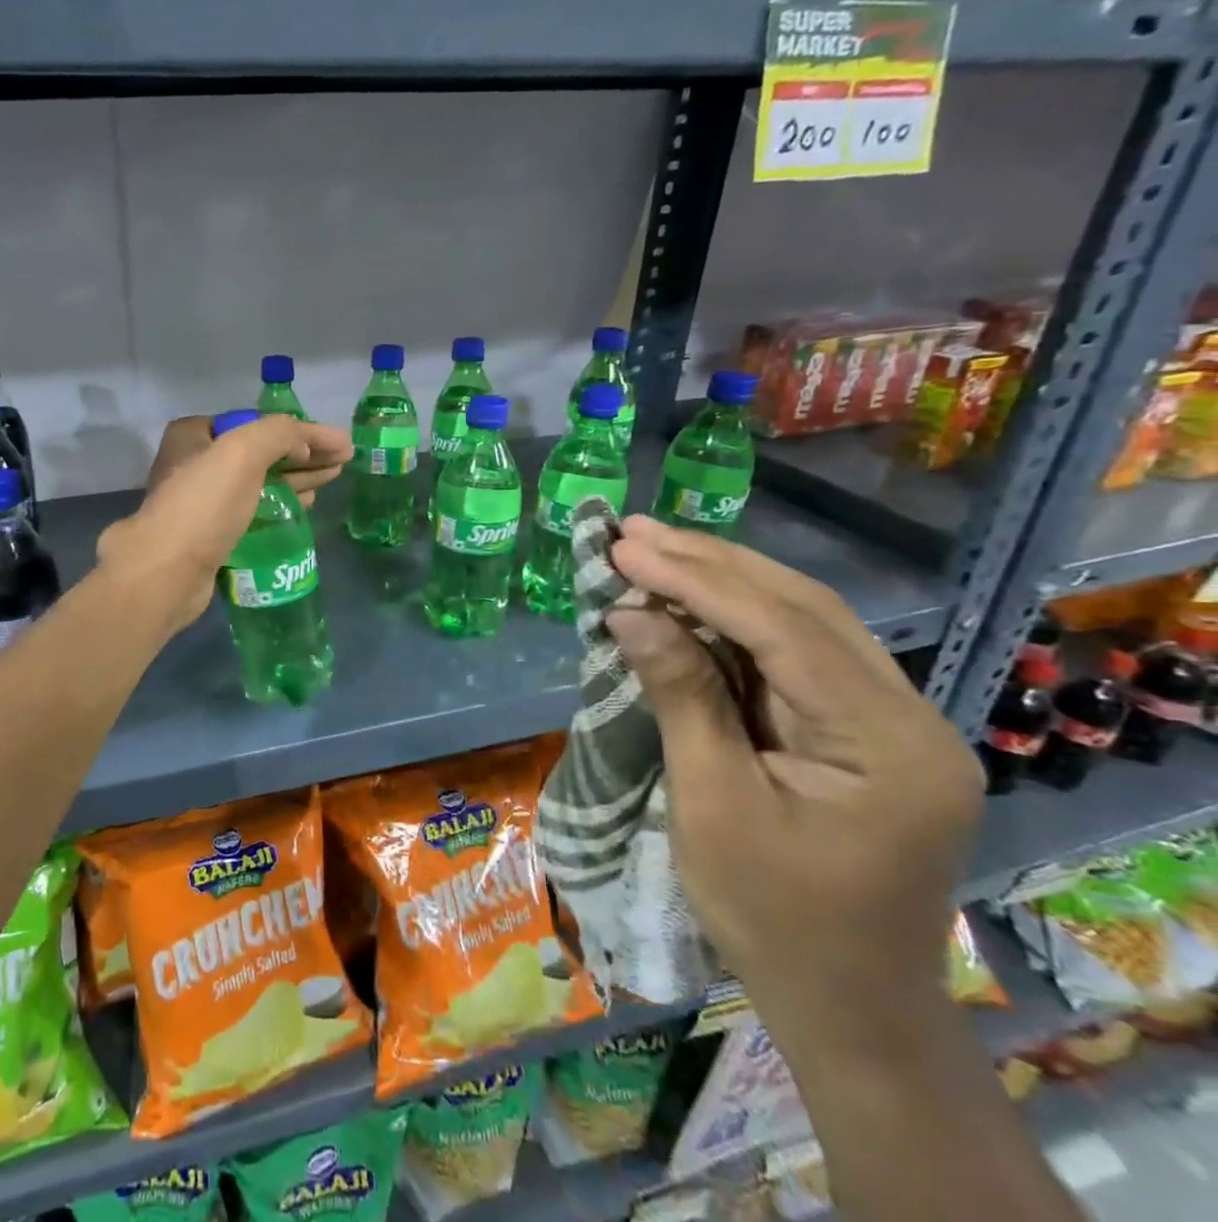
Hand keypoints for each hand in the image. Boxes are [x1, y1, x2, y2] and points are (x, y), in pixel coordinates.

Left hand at [97, 415, 351, 637]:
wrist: (165, 573)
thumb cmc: (202, 506)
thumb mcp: (243, 452)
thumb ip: (280, 434)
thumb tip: (308, 444)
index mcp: (194, 435)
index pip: (257, 424)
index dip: (299, 431)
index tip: (335, 443)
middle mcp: (194, 463)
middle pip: (261, 453)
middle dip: (304, 455)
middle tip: (343, 462)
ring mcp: (201, 502)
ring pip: (259, 483)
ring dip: (296, 479)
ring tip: (332, 479)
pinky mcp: (210, 534)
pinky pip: (252, 511)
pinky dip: (279, 505)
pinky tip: (304, 506)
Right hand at [604, 516, 982, 1049]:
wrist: (843, 1002)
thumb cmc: (771, 914)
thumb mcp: (714, 803)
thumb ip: (682, 696)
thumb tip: (630, 611)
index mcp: (889, 744)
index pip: (786, 630)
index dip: (698, 581)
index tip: (625, 548)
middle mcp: (908, 718)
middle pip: (804, 610)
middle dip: (711, 564)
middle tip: (632, 531)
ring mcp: (891, 722)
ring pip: (803, 621)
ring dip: (723, 580)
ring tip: (651, 546)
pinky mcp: (862, 730)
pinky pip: (797, 653)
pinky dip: (735, 619)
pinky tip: (689, 596)